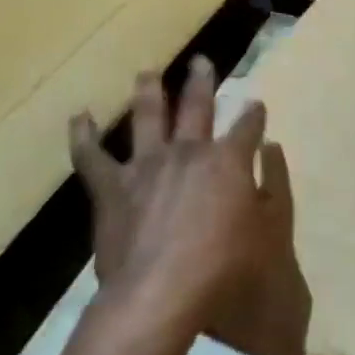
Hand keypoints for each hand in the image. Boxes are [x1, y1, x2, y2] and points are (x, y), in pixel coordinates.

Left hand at [67, 56, 304, 354]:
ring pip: (147, 117)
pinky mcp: (112, 188)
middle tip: (201, 62)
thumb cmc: (226, 265)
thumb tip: (271, 151)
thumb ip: (273, 187)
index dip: (254, 114)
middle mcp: (188, 151)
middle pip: (197, 106)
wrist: (160, 292)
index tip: (256, 105)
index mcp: (229, 160)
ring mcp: (147, 165)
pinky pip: (92, 157)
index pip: (247, 126)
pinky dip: (84, 135)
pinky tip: (80, 117)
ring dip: (149, 92)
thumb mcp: (270, 229)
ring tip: (147, 73)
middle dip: (202, 82)